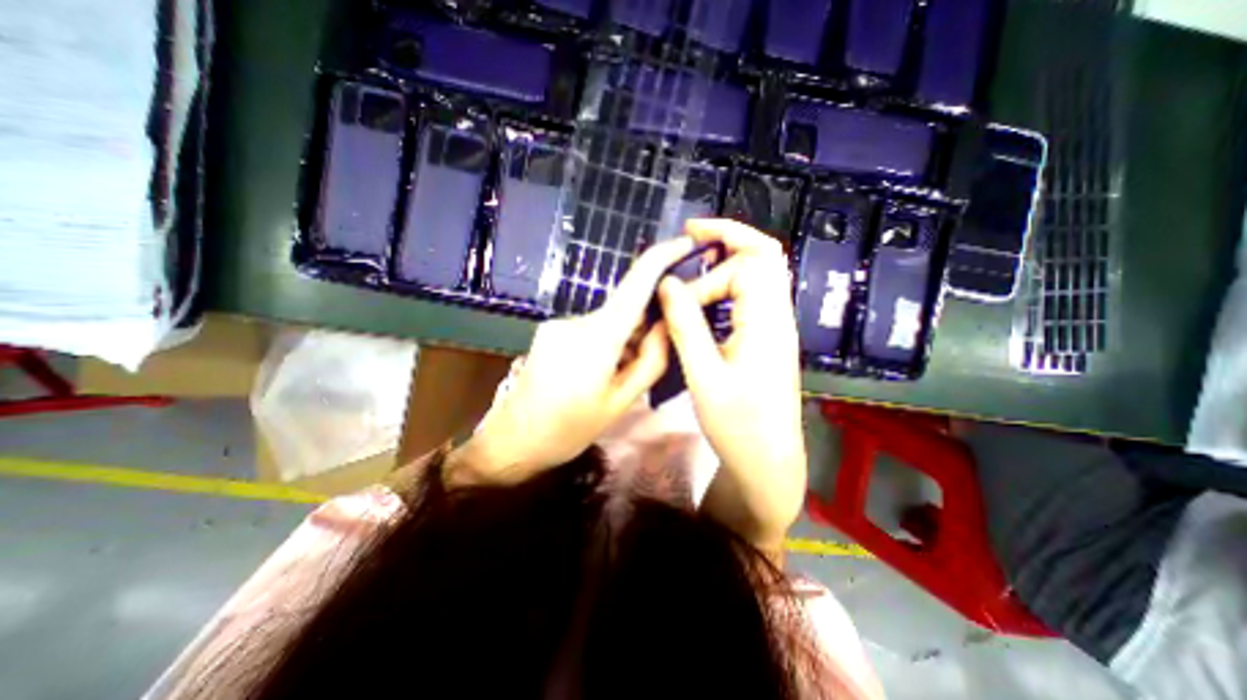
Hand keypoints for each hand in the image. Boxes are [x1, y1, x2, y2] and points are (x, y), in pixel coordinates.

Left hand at [453, 235, 699, 485]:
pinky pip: (589, 329)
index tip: (684, 243)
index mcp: (597, 339)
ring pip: (607, 322)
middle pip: (624, 309)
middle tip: (644, 362)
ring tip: (614, 377)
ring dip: (622, 340)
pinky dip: (604, 343)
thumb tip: (669, 325)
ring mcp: (558, 323)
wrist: (513, 441)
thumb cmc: (570, 429)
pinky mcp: (550, 330)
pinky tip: (595, 373)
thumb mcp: (621, 402)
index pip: (634, 286)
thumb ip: (651, 360)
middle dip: (643, 327)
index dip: (661, 259)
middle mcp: (575, 320)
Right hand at [655, 219, 803, 551]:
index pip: (747, 266)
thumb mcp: (704, 376)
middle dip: (729, 237)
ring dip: (730, 260)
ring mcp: (776, 327)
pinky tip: (707, 298)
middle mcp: (778, 316)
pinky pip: (754, 297)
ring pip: (762, 274)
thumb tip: (667, 284)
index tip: (678, 289)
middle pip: (764, 256)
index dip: (708, 269)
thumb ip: (686, 326)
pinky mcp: (769, 339)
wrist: (769, 461)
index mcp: (766, 322)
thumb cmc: (737, 425)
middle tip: (691, 236)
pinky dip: (730, 284)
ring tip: (696, 259)